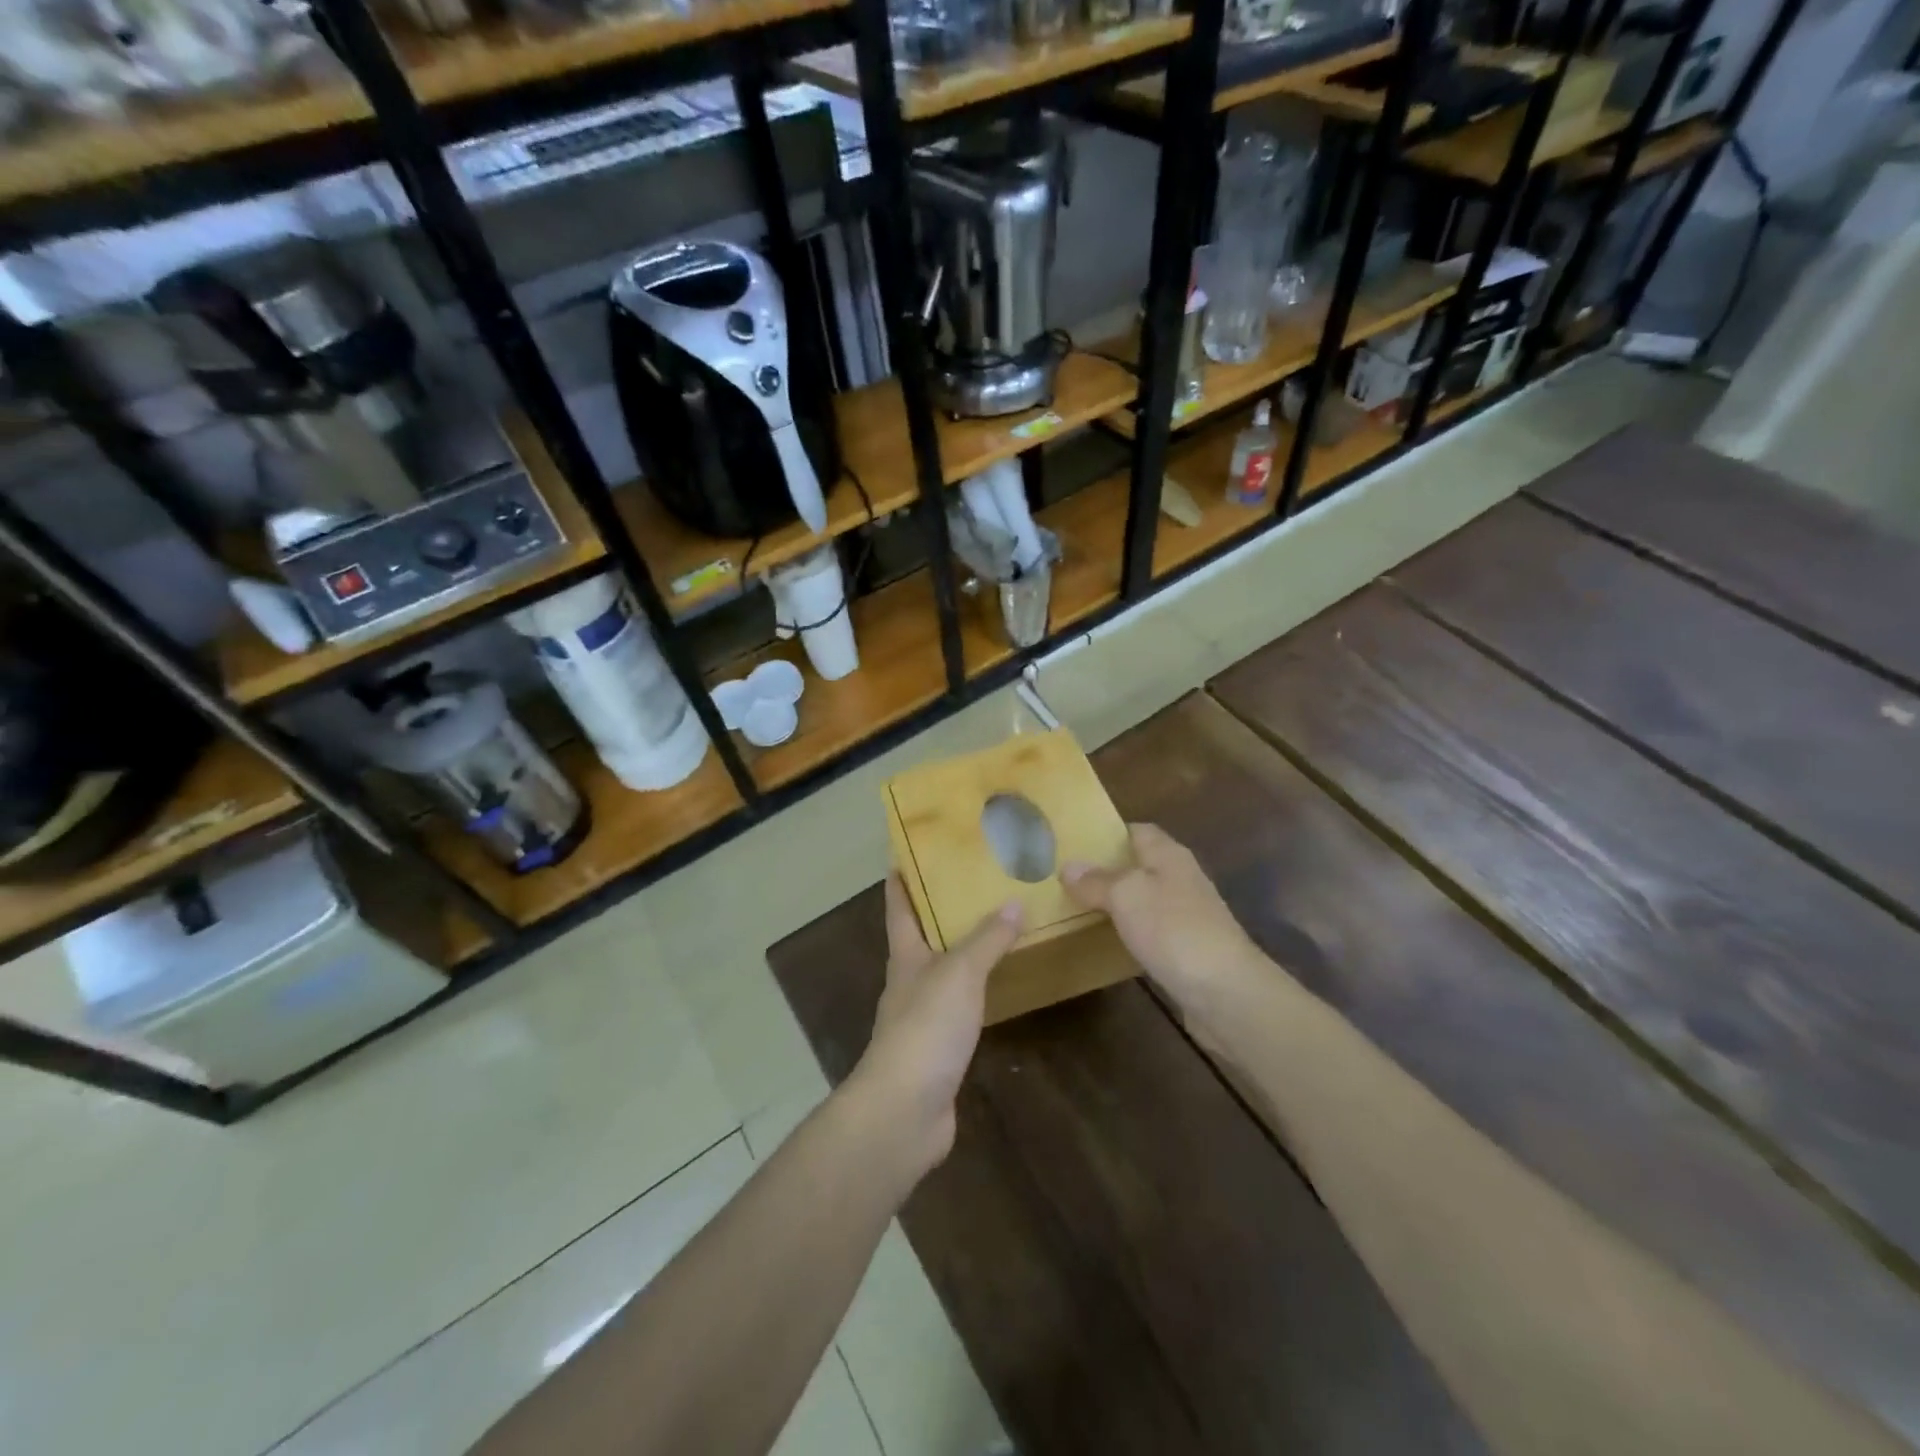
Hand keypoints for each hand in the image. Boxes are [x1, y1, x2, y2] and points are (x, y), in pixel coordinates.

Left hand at [849, 875, 1023, 1177]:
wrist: (905, 1109)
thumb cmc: (926, 1027)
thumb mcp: (960, 972)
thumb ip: (987, 939)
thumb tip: (1014, 903)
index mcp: (905, 956)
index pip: (899, 908)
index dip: (900, 880)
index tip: (904, 853)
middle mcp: (909, 982)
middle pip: (920, 938)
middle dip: (939, 912)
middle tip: (973, 883)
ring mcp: (922, 1017)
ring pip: (942, 972)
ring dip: (961, 950)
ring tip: (994, 928)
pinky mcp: (938, 1049)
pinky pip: (960, 1007)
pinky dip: (976, 990)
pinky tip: (996, 987)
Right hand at [1063, 823, 1262, 1013]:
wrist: (1225, 991)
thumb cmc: (1173, 929)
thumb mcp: (1126, 896)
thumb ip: (1097, 881)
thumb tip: (1069, 866)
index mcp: (1169, 855)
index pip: (1138, 830)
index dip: (1108, 833)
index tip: (1075, 842)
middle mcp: (1180, 878)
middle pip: (1140, 864)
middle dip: (1107, 870)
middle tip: (1066, 878)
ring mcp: (1187, 915)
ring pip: (1144, 899)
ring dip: (1116, 902)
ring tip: (1076, 907)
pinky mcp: (1187, 948)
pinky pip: (1151, 930)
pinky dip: (1129, 931)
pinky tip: (1107, 941)